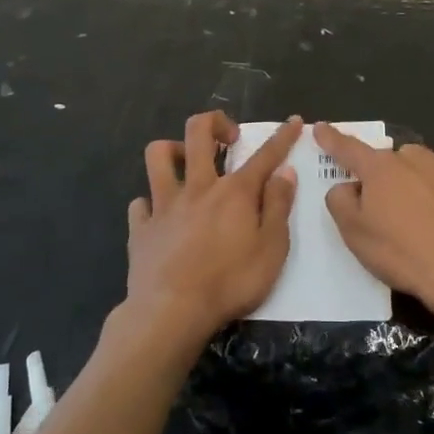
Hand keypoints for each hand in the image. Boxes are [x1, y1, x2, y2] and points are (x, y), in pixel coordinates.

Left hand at [126, 112, 301, 344]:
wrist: (171, 312)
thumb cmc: (230, 283)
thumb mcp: (272, 249)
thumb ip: (279, 207)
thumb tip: (285, 172)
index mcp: (235, 192)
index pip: (264, 155)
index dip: (282, 136)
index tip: (293, 121)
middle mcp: (198, 188)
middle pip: (198, 133)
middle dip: (215, 122)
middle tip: (228, 138)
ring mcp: (164, 205)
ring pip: (158, 156)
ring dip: (172, 150)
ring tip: (186, 163)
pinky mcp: (141, 228)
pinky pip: (140, 204)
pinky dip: (149, 205)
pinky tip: (158, 216)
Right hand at [315, 123, 433, 332]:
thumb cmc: (401, 252)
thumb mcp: (353, 233)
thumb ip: (341, 202)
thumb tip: (347, 187)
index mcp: (383, 167)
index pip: (350, 148)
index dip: (332, 139)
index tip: (320, 128)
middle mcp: (420, 160)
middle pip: (396, 160)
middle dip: (389, 174)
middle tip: (385, 206)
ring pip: (431, 173)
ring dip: (423, 187)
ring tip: (423, 221)